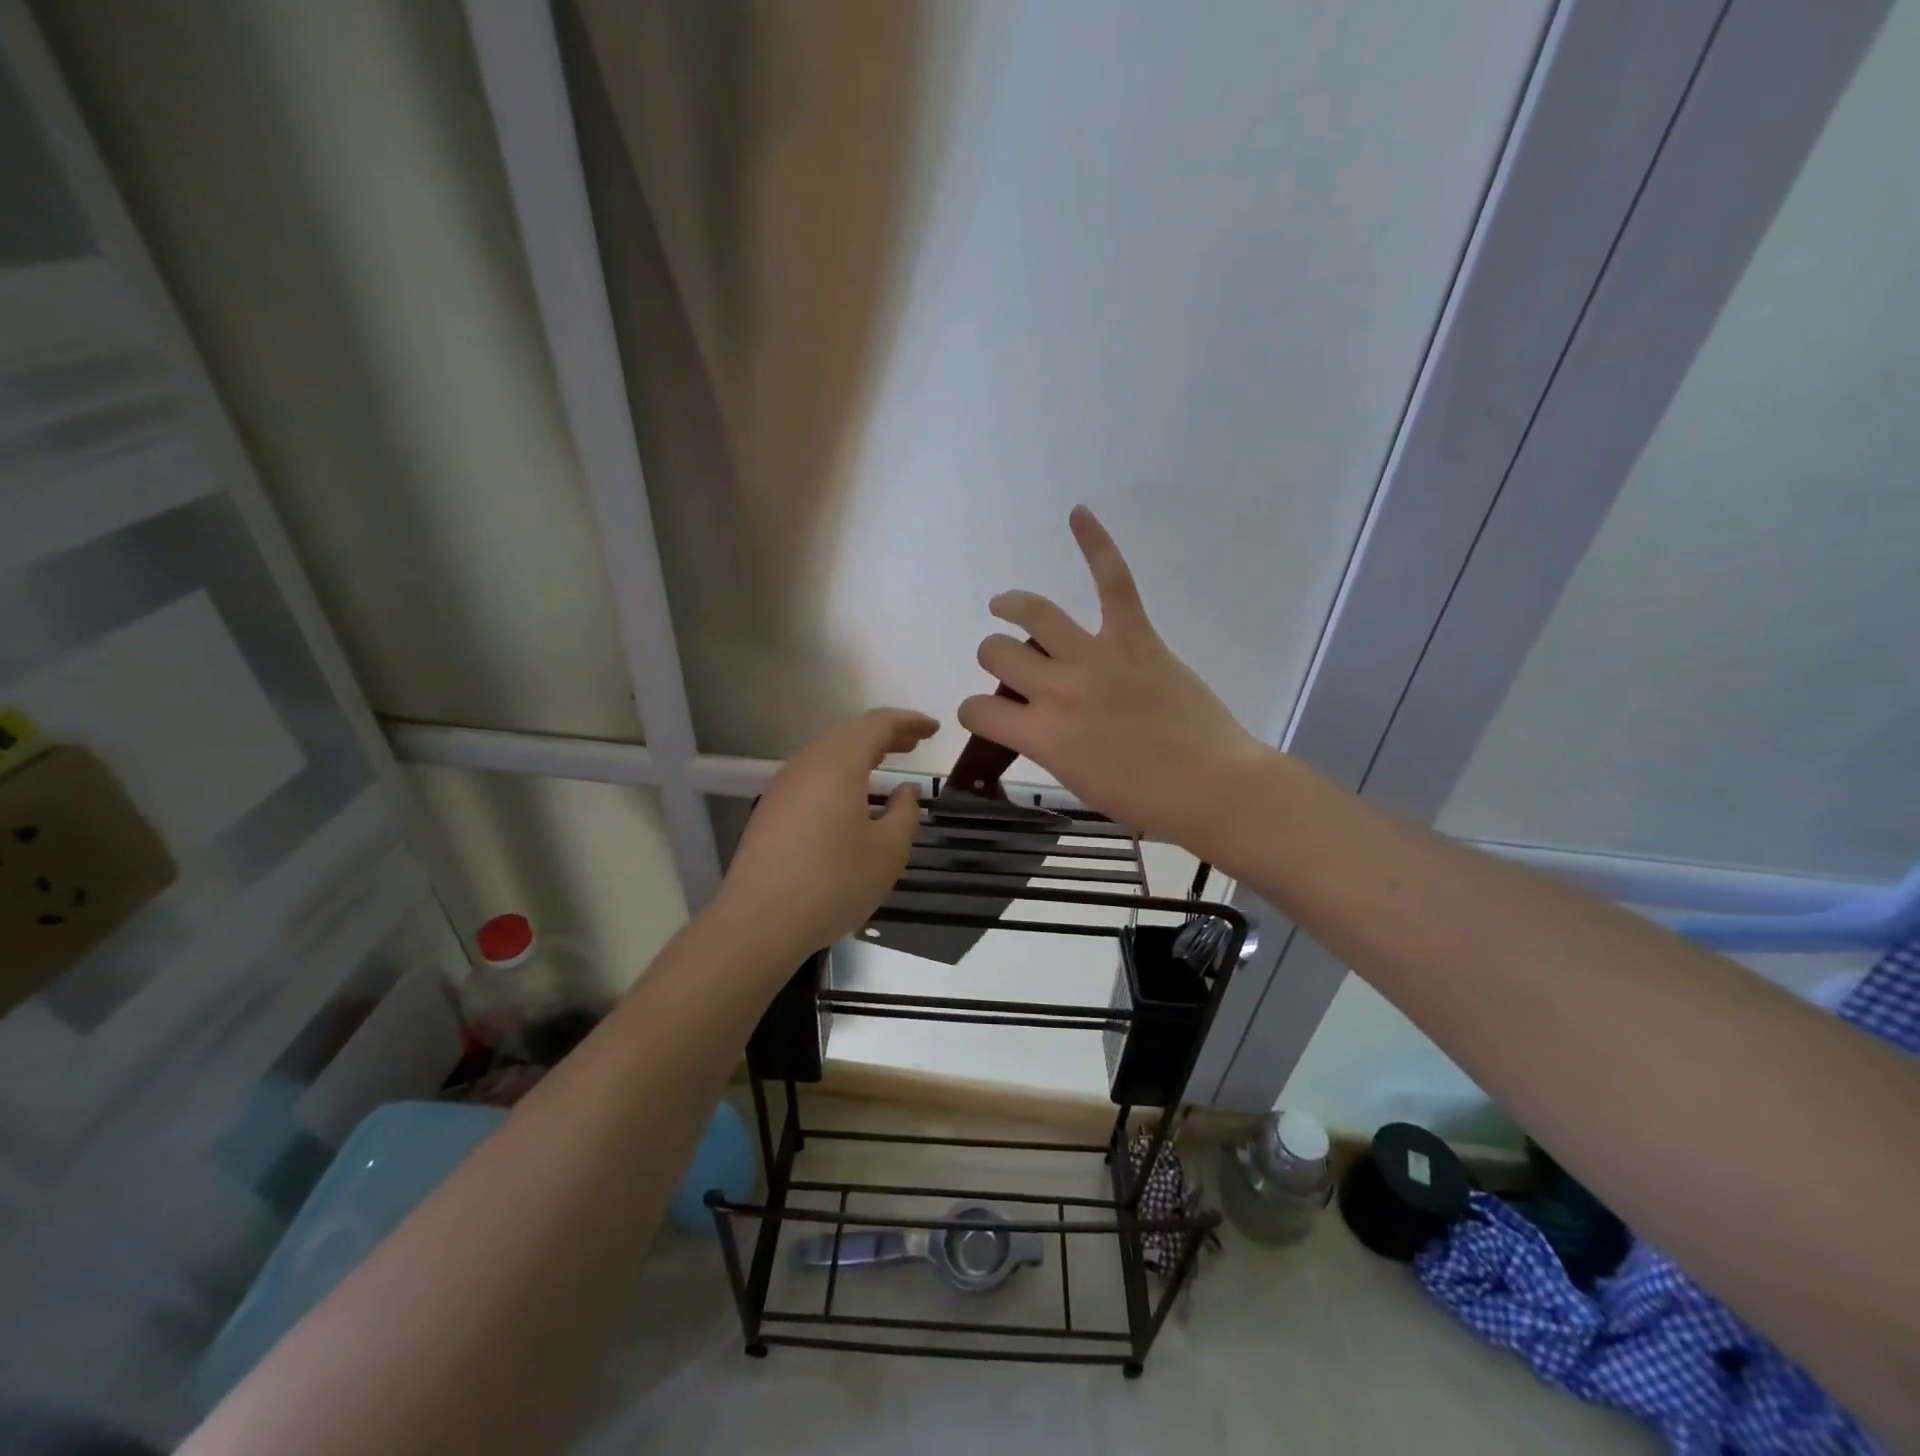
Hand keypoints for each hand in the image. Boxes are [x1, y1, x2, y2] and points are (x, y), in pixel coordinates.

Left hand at [717, 708, 937, 959]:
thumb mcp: (887, 851)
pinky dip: (840, 775)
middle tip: (913, 743)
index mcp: (838, 763)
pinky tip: (851, 799)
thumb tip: (904, 791)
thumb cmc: (833, 882)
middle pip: (848, 735)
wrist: (758, 922)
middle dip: (884, 735)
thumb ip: (904, 814)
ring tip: (885, 764)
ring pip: (827, 756)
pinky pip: (812, 778)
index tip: (933, 729)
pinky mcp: (771, 812)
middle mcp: (807, 765)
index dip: (908, 722)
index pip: (877, 725)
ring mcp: (783, 788)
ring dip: (859, 755)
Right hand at [959, 507, 1266, 848]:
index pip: (976, 710)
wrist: (1212, 787)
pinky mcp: (1135, 637)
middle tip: (1011, 668)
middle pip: (996, 652)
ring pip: (1034, 613)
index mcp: (1040, 735)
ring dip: (1012, 606)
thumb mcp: (1075, 782)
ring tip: (1005, 605)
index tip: (987, 717)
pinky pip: (1112, 582)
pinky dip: (1096, 544)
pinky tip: (1078, 514)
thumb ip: (1046, 745)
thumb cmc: (1145, 800)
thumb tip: (1037, 721)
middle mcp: (1056, 689)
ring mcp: (1096, 658)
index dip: (974, 713)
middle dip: (994, 659)